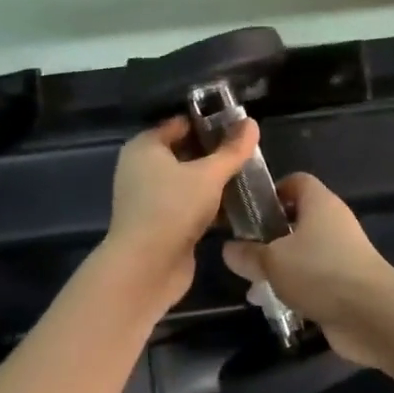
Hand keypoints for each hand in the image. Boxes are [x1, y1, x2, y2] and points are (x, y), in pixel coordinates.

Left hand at [103, 116, 258, 310]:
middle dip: (216, 153)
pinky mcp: (161, 224)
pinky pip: (189, 205)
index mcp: (145, 147)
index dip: (210, 123)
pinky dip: (209, 204)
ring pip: (189, 181)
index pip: (181, 124)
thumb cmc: (173, 208)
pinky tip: (237, 205)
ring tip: (249, 176)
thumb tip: (251, 123)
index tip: (240, 126)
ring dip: (214, 181)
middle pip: (185, 152)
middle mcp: (142, 169)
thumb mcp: (209, 174)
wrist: (145, 269)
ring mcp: (150, 199)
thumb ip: (233, 150)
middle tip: (248, 152)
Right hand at [222, 174, 393, 368]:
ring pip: (303, 251)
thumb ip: (248, 254)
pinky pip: (314, 277)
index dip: (272, 192)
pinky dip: (296, 288)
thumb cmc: (320, 272)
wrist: (372, 314)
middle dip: (270, 235)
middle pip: (297, 218)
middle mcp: (333, 222)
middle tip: (245, 253)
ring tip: (254, 285)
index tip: (248, 212)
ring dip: (280, 266)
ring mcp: (342, 252)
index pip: (295, 181)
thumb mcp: (273, 261)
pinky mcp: (346, 281)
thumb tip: (229, 248)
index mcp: (319, 202)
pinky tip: (276, 305)